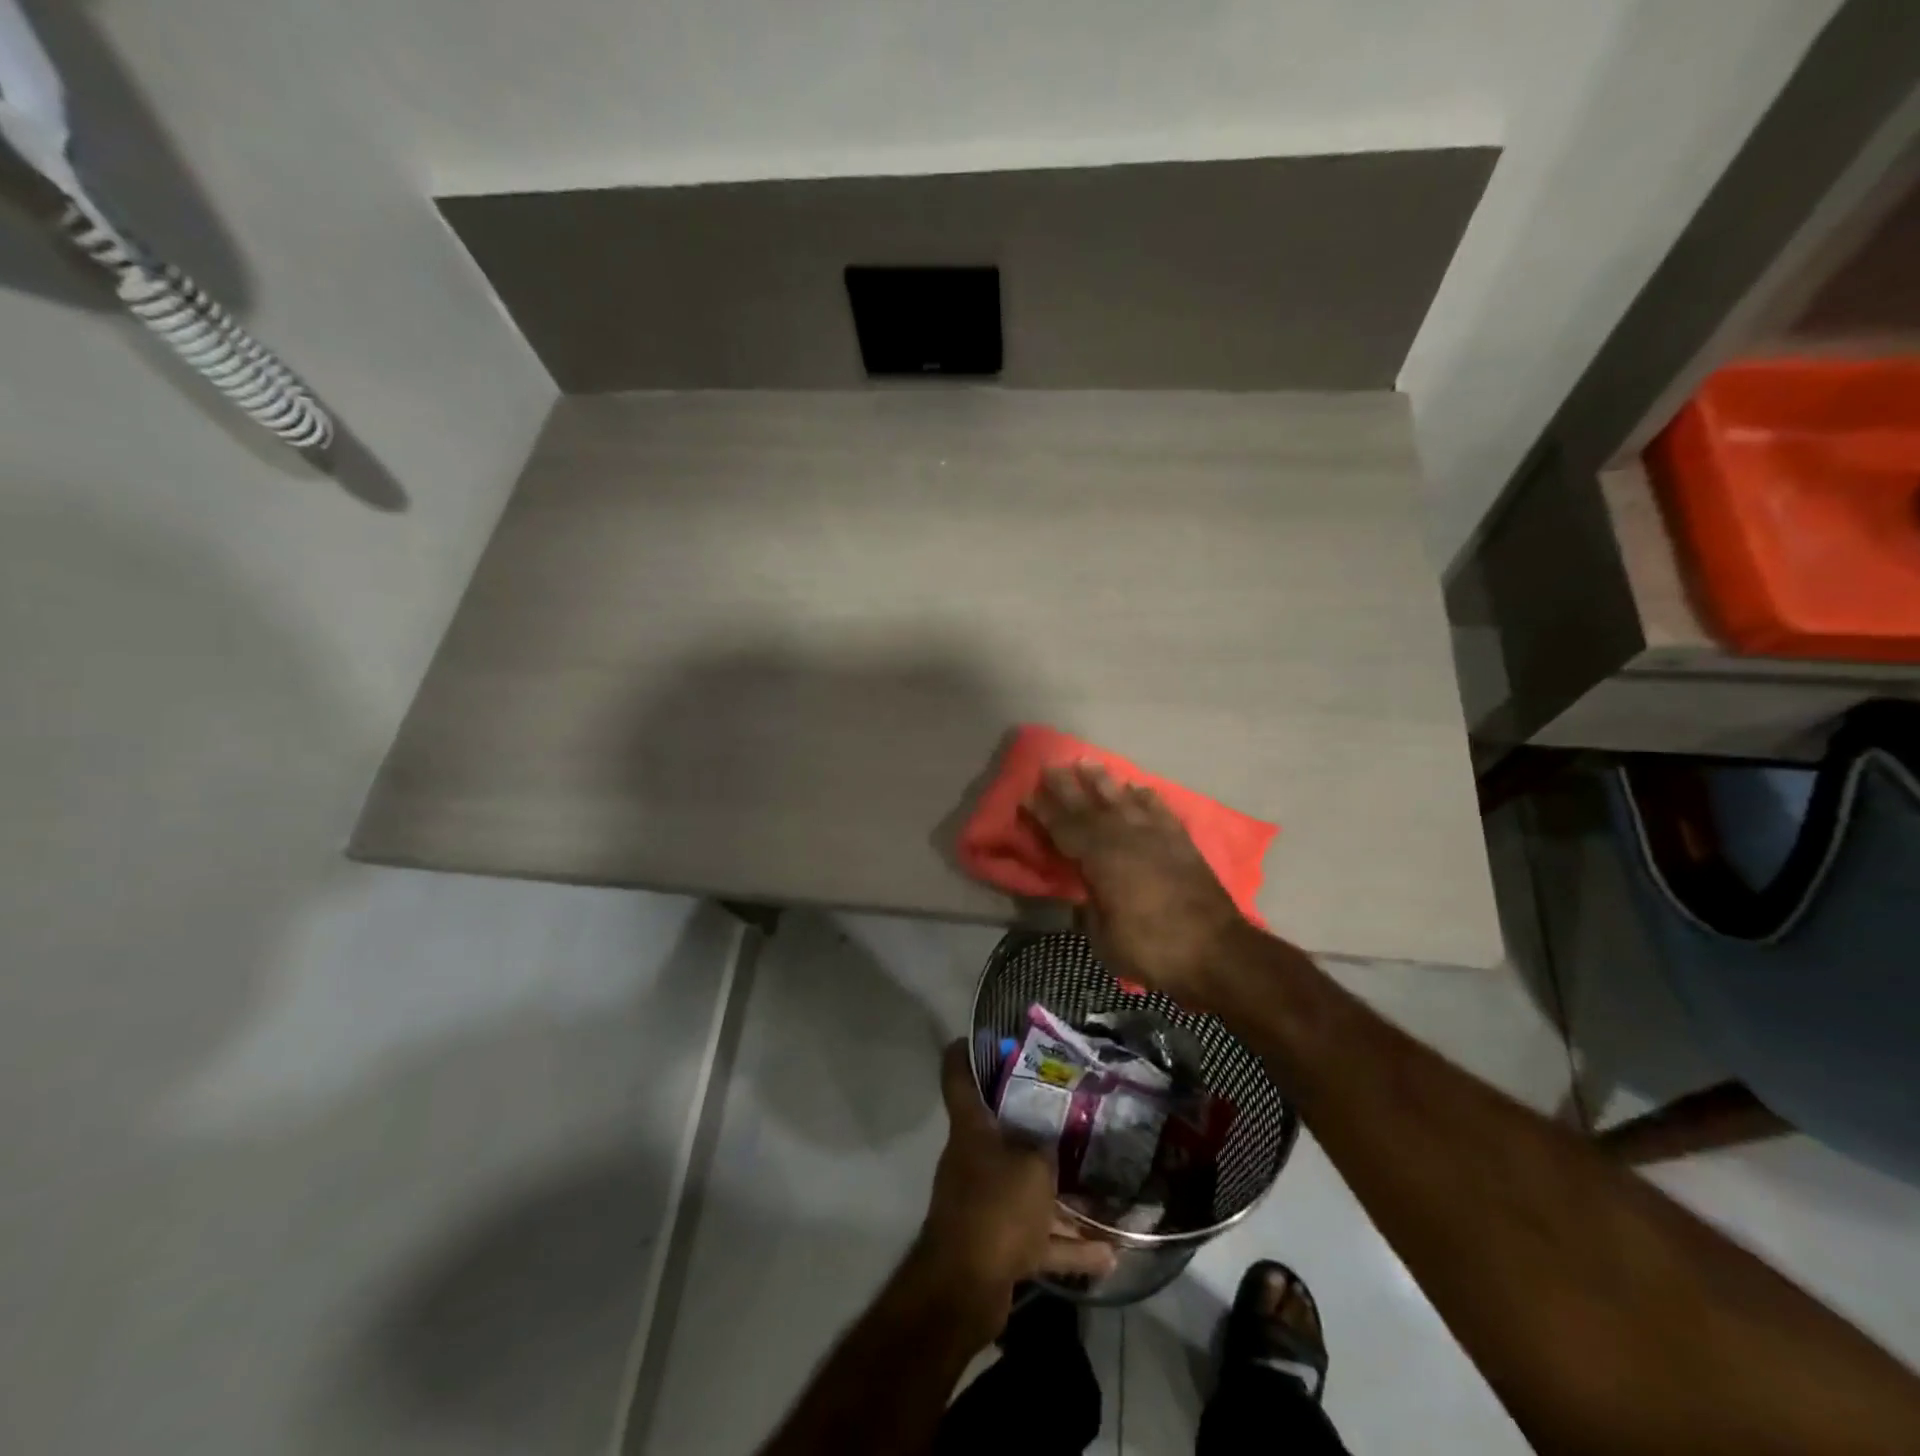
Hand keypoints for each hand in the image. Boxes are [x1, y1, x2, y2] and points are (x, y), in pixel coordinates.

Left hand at [917, 1041, 1116, 1323]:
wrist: (965, 1287)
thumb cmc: (996, 1207)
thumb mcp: (1033, 1166)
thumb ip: (1047, 1149)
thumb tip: (1052, 1145)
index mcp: (972, 1129)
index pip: (958, 1076)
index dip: (966, 1052)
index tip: (982, 1036)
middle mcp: (974, 1159)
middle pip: (1001, 1131)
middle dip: (1036, 1126)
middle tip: (1073, 1114)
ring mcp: (985, 1203)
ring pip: (1027, 1189)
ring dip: (1062, 1198)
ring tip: (1104, 1194)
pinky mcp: (998, 1245)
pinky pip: (1039, 1238)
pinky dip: (1069, 1247)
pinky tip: (1110, 1257)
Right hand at [1024, 761, 1248, 1009]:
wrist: (1218, 953)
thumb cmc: (1153, 950)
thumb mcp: (1104, 939)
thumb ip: (1089, 910)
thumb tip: (1082, 895)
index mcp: (1101, 860)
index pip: (1065, 829)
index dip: (1044, 813)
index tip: (1027, 795)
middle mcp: (1126, 838)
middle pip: (1090, 807)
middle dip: (1067, 786)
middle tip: (1050, 764)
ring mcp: (1156, 837)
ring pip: (1124, 800)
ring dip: (1104, 782)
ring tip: (1088, 762)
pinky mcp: (1181, 843)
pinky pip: (1160, 811)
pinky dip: (1147, 798)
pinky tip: (1138, 788)